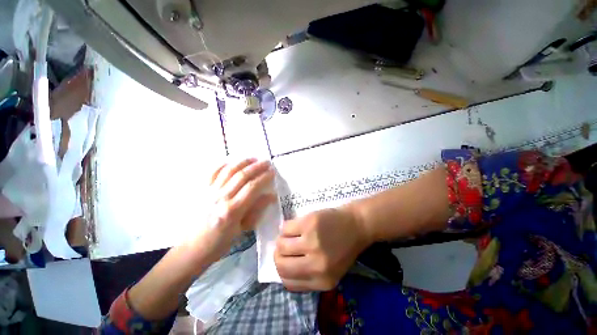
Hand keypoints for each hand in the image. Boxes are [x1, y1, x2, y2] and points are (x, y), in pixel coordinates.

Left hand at [196, 158, 275, 260]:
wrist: (192, 248)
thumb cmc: (220, 243)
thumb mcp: (242, 230)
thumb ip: (257, 210)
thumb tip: (271, 196)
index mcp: (232, 210)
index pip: (252, 187)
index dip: (264, 177)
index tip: (272, 172)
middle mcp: (221, 197)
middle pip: (241, 176)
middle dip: (257, 167)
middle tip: (267, 162)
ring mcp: (209, 192)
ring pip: (228, 171)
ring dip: (243, 162)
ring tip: (253, 158)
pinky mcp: (202, 190)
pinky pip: (212, 173)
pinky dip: (223, 165)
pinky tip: (231, 162)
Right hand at [274, 208, 371, 290]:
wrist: (357, 224)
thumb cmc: (345, 246)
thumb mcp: (332, 270)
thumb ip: (310, 275)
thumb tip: (284, 269)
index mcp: (323, 281)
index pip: (289, 283)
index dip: (283, 271)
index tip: (285, 261)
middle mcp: (316, 265)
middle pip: (281, 264)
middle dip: (278, 255)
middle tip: (283, 247)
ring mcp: (311, 242)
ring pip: (281, 245)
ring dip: (282, 240)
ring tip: (289, 235)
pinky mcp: (309, 224)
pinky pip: (285, 228)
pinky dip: (286, 228)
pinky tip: (294, 226)